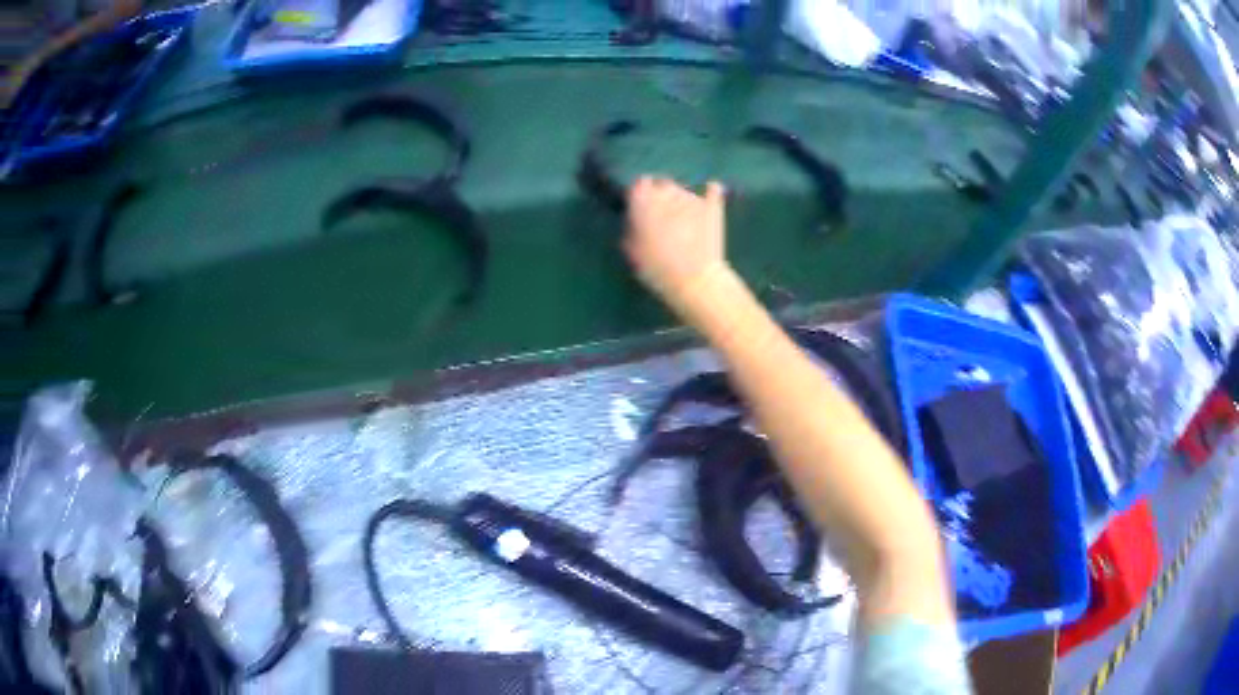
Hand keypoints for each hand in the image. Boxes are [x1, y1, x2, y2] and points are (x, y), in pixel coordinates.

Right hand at [624, 176, 730, 316]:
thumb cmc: (657, 268)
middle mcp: (666, 192)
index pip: (639, 183)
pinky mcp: (712, 205)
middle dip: (661, 196)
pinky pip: (712, 189)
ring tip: (683, 219)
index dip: (640, 194)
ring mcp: (691, 197)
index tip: (641, 207)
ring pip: (683, 189)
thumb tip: (634, 215)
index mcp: (643, 201)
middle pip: (662, 184)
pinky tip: (709, 194)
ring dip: (680, 199)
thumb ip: (631, 226)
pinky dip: (709, 192)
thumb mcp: (632, 250)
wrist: (695, 280)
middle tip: (662, 216)